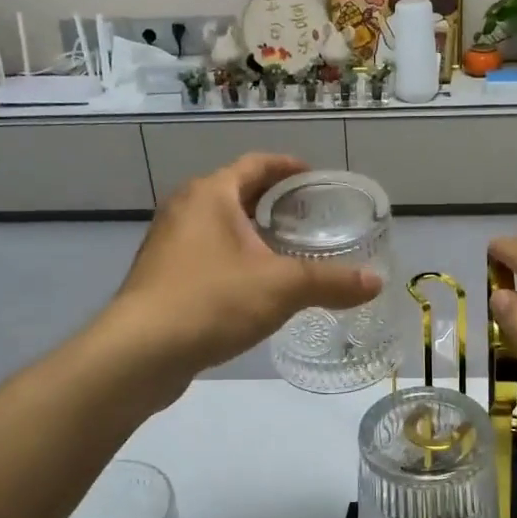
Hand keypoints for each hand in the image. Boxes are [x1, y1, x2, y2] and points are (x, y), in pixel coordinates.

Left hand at [99, 155, 380, 396]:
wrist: (139, 353)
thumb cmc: (211, 301)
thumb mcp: (282, 288)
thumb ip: (331, 282)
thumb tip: (376, 282)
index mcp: (211, 194)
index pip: (256, 164)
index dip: (289, 167)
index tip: (315, 177)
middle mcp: (184, 209)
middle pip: (236, 192)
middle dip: (272, 202)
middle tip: (309, 217)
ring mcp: (167, 243)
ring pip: (218, 226)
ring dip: (251, 232)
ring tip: (286, 251)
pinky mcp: (160, 276)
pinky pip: (205, 254)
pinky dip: (233, 259)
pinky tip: (253, 286)